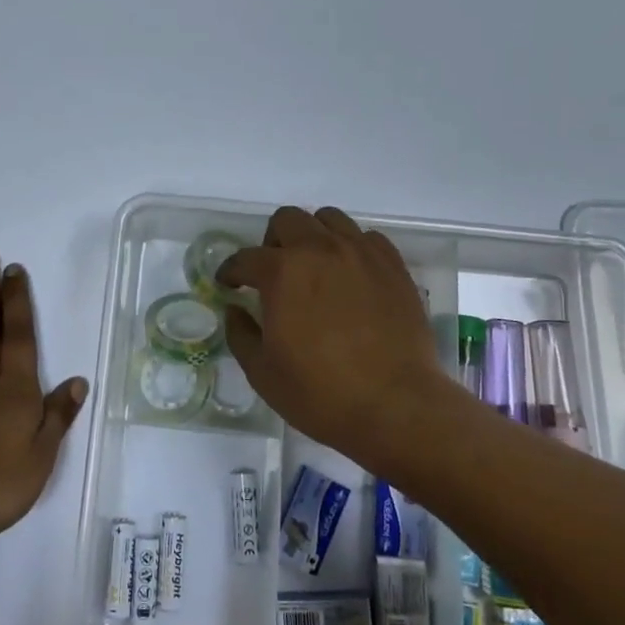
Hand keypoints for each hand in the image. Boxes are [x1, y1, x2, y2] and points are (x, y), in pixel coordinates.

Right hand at [218, 206, 448, 464]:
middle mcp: (320, 249)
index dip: (231, 271)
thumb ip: (241, 333)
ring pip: (329, 218)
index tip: (229, 284)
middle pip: (287, 220)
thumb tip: (235, 310)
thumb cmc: (320, 393)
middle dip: (271, 242)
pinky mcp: (393, 266)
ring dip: (313, 236)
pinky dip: (352, 248)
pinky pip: (367, 238)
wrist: (395, 406)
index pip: (245, 258)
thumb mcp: (263, 372)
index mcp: (282, 272)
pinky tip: (351, 276)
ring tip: (314, 267)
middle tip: (273, 273)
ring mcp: (361, 254)